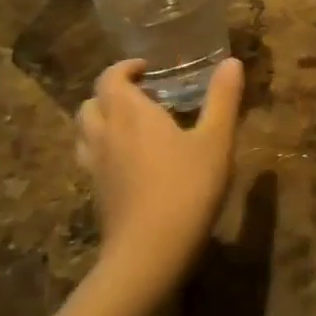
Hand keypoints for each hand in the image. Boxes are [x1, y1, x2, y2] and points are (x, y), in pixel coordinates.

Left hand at [75, 57, 244, 299]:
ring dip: (101, 119)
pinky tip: (129, 162)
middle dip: (111, 93)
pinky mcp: (97, 195)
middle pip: (90, 103)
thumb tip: (231, 61)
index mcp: (131, 113)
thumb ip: (223, 99)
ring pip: (84, 132)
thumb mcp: (216, 141)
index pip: (110, 78)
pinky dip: (103, 149)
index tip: (147, 68)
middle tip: (140, 95)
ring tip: (130, 125)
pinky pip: (90, 159)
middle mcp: (106, 134)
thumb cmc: (187, 189)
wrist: (149, 254)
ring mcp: (96, 167)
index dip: (124, 68)